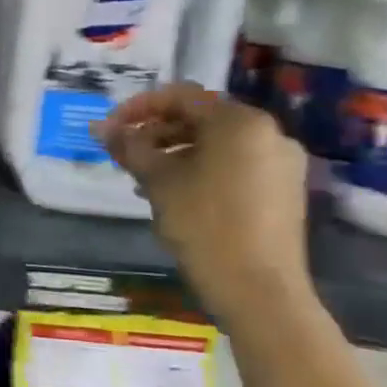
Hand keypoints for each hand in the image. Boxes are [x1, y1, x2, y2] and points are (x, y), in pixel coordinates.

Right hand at [96, 83, 309, 320]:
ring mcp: (282, 162)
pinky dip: (202, 168)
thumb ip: (129, 147)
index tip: (110, 128)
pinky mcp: (284, 190)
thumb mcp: (157, 180)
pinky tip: (176, 192)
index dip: (138, 108)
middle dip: (157, 131)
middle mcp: (268, 132)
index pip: (180, 97)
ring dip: (176, 151)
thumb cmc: (204, 223)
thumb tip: (101, 128)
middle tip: (125, 152)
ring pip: (217, 143)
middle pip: (201, 118)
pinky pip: (235, 164)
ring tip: (144, 176)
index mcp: (240, 122)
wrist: (259, 289)